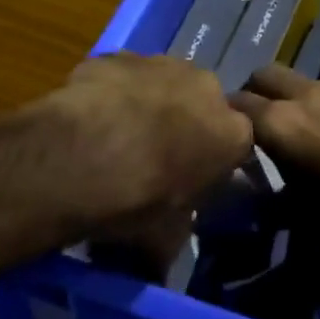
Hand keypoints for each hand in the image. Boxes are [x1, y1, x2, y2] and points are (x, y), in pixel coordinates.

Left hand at [32, 53, 254, 251]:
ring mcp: (162, 64)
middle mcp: (206, 88)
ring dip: (147, 103)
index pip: (236, 144)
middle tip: (151, 155)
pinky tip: (88, 116)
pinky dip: (111, 90)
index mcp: (232, 134)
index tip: (189, 179)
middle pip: (201, 105)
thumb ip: (173, 237)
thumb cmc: (138, 201)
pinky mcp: (119, 56)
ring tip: (113, 135)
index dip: (211, 161)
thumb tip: (158, 263)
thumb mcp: (164, 238)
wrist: (83, 156)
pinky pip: (121, 75)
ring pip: (162, 83)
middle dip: (183, 123)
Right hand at [232, 64, 319, 255]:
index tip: (230, 133)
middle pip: (268, 75)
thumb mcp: (304, 217)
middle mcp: (311, 97)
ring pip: (311, 85)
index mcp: (283, 124)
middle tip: (265, 122)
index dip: (229, 117)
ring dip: (304, 102)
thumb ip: (276, 191)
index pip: (237, 104)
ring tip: (318, 133)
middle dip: (260, 92)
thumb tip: (263, 187)